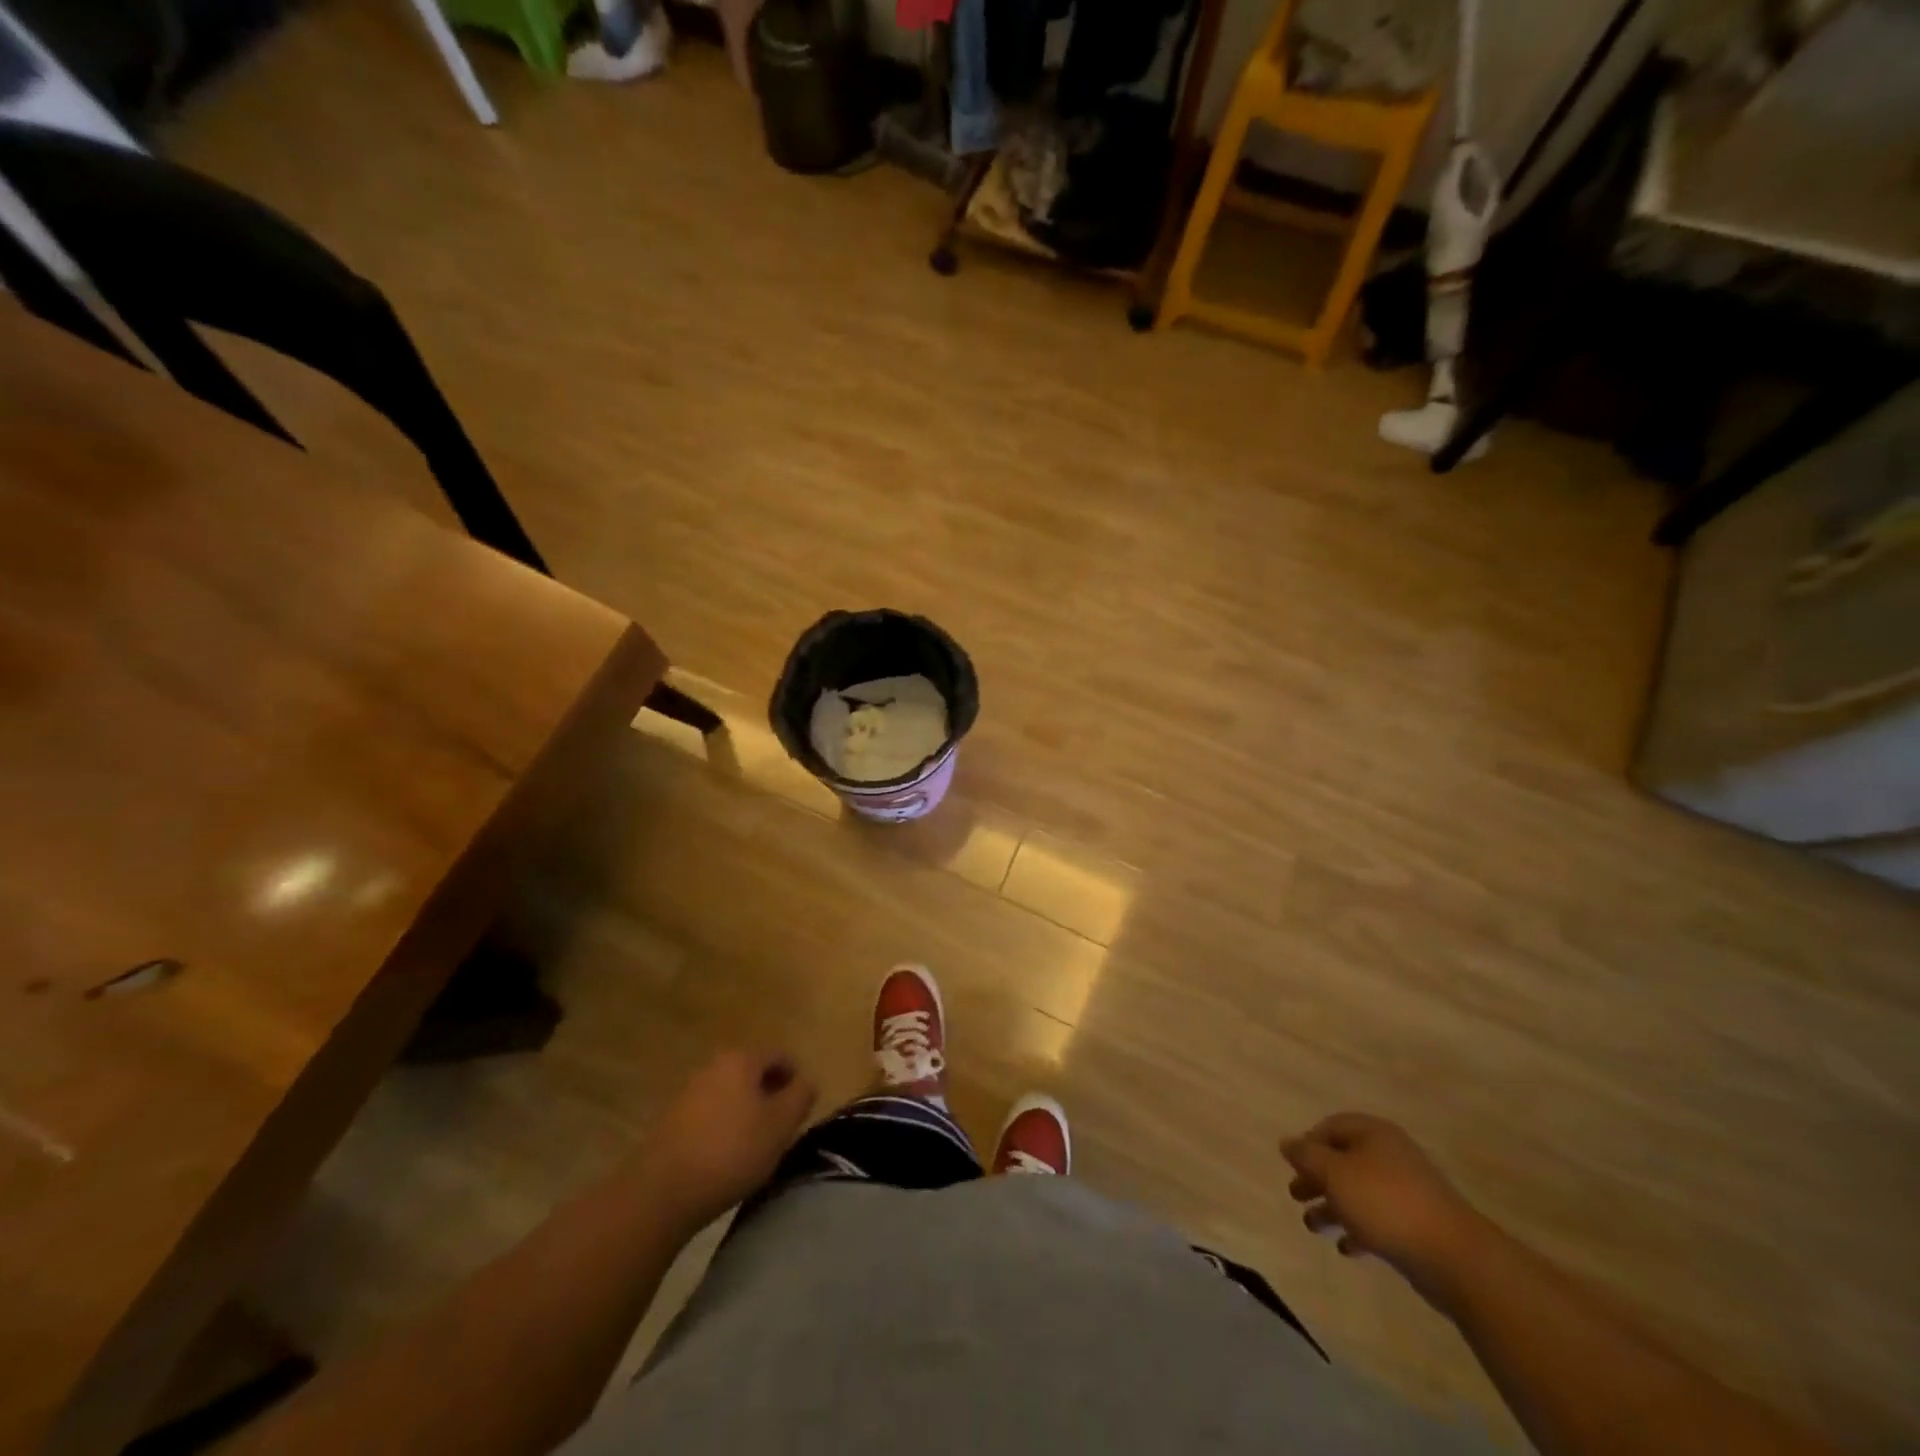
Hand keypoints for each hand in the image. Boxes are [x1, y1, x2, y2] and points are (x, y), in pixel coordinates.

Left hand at [642, 1049, 816, 1236]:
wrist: (663, 1192)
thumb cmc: (732, 1151)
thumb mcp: (781, 1125)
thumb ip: (801, 1096)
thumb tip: (806, 1081)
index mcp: (742, 1059)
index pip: (780, 1056)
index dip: (796, 1080)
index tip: (802, 1111)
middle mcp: (714, 1066)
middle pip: (753, 1073)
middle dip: (771, 1096)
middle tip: (782, 1129)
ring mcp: (689, 1092)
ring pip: (732, 1094)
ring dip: (748, 1112)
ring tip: (755, 1146)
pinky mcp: (672, 1119)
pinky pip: (711, 1113)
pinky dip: (725, 1127)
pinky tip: (726, 1157)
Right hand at [1281, 1113, 1485, 1298]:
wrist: (1454, 1257)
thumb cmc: (1385, 1204)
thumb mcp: (1334, 1174)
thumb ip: (1306, 1156)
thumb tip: (1286, 1142)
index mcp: (1373, 1134)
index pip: (1331, 1127)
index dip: (1308, 1143)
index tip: (1292, 1165)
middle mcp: (1390, 1155)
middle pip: (1343, 1160)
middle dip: (1317, 1178)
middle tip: (1295, 1196)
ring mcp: (1407, 1191)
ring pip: (1358, 1192)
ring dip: (1333, 1206)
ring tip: (1313, 1226)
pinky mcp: (1417, 1224)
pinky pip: (1378, 1220)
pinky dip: (1358, 1229)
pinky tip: (1346, 1247)